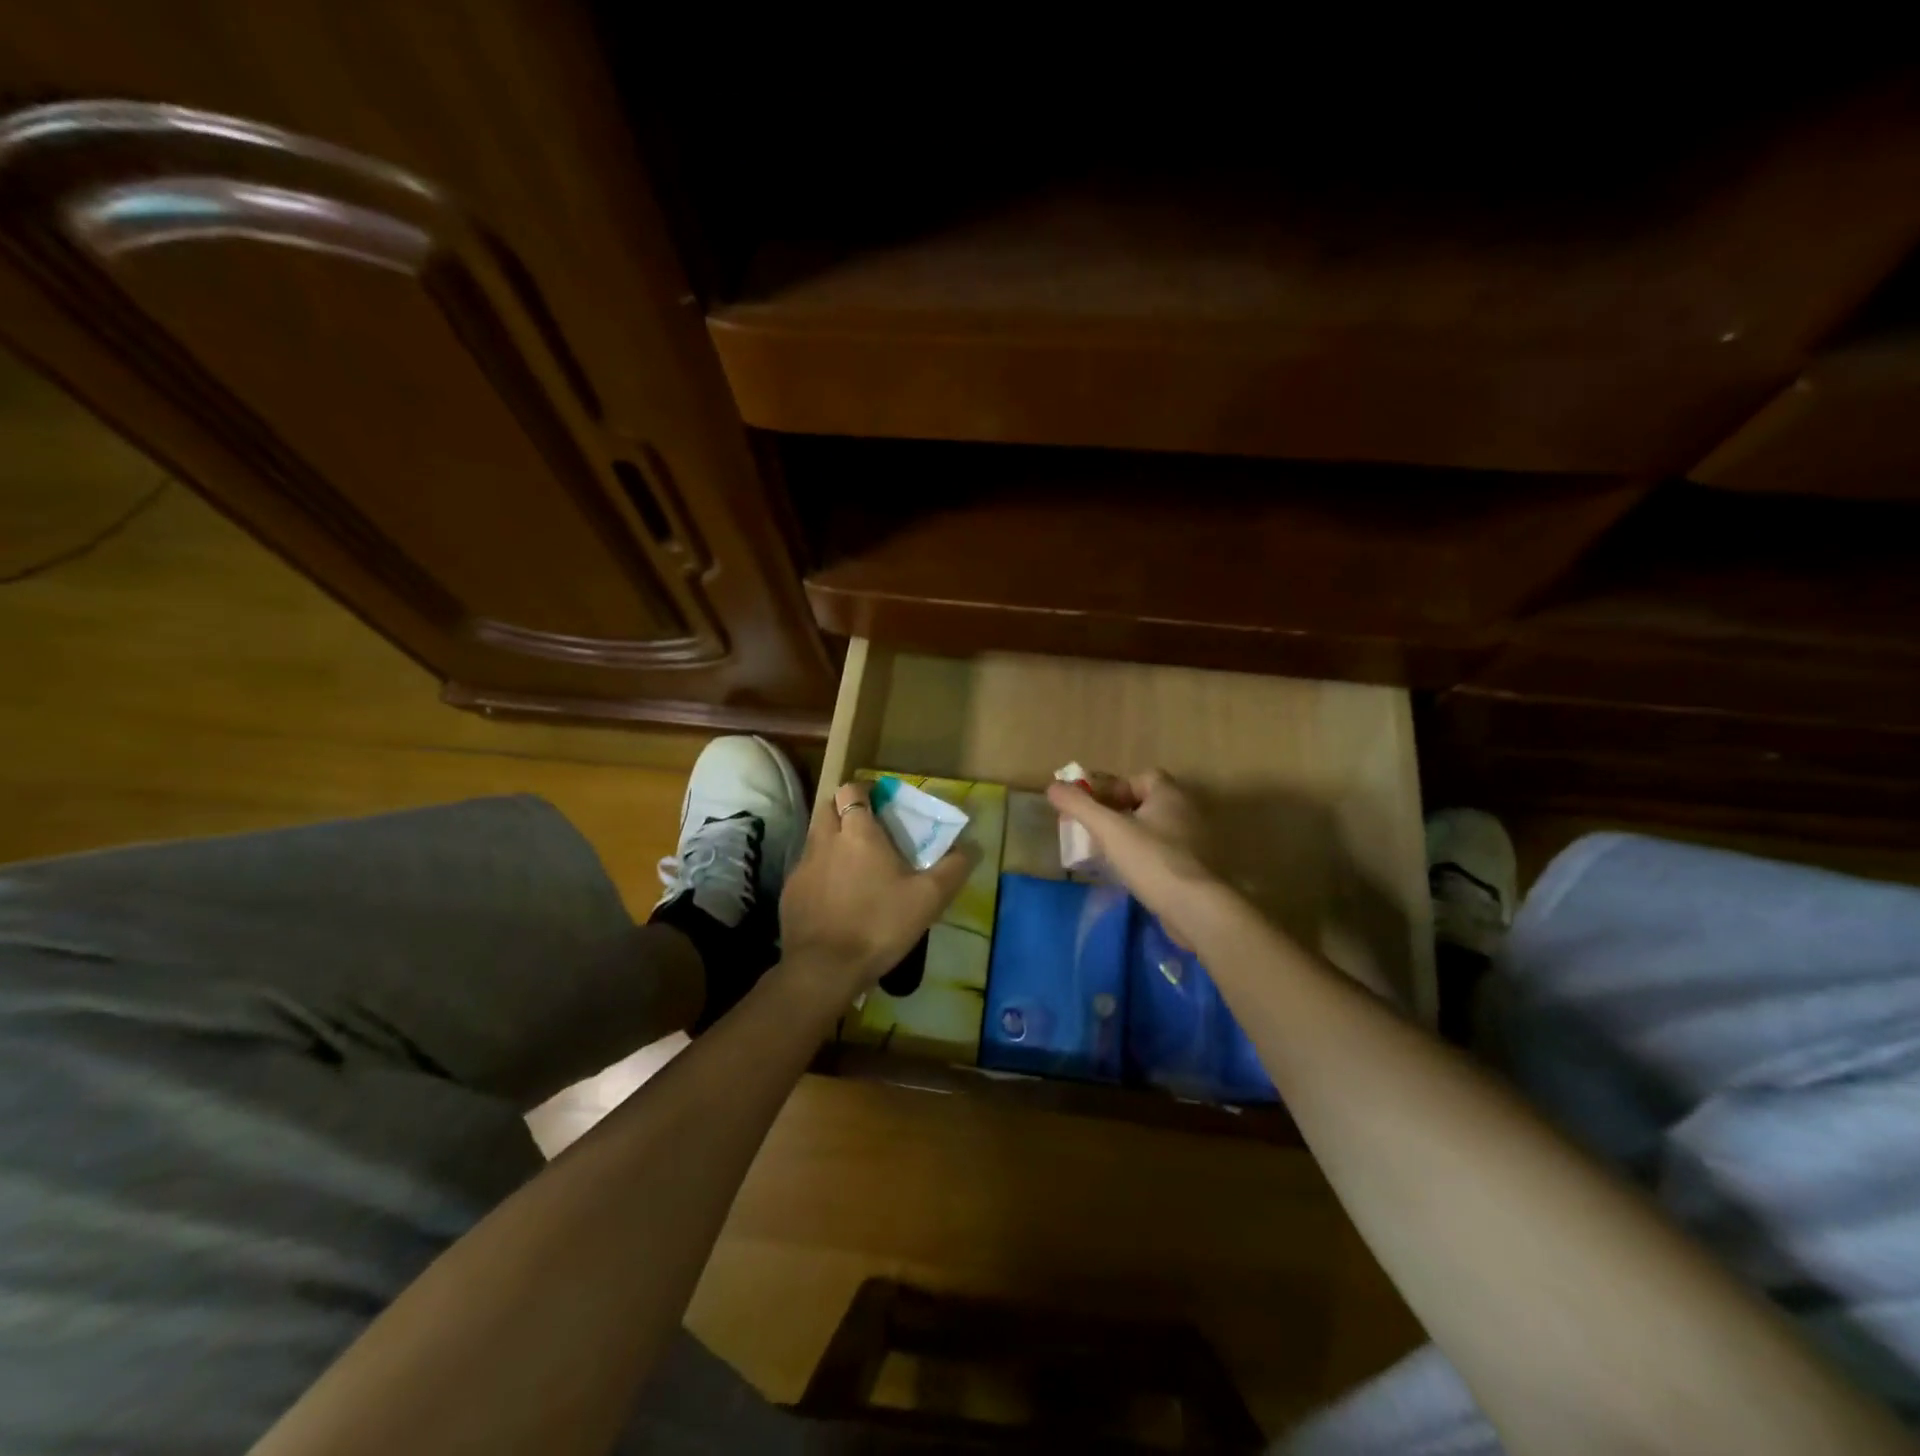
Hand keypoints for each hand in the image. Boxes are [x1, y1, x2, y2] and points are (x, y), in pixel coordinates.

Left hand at [780, 780, 973, 996]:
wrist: (824, 969)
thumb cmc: (879, 925)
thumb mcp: (928, 899)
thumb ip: (953, 869)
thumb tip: (972, 847)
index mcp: (858, 833)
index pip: (852, 790)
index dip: (865, 791)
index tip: (881, 803)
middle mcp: (825, 840)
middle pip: (829, 806)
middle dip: (845, 808)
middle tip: (868, 828)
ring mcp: (803, 866)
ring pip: (816, 837)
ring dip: (832, 839)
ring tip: (854, 863)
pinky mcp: (790, 892)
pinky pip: (806, 868)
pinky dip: (820, 871)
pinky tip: (836, 895)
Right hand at [1047, 770, 1222, 946]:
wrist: (1197, 909)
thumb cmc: (1153, 860)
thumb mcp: (1109, 830)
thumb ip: (1079, 806)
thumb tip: (1053, 787)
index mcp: (1170, 794)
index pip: (1141, 777)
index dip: (1115, 787)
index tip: (1094, 807)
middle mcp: (1187, 811)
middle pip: (1146, 803)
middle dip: (1119, 813)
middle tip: (1095, 830)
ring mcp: (1195, 841)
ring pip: (1155, 829)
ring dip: (1131, 836)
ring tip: (1106, 853)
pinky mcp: (1196, 868)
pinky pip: (1164, 852)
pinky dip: (1145, 857)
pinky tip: (1129, 874)